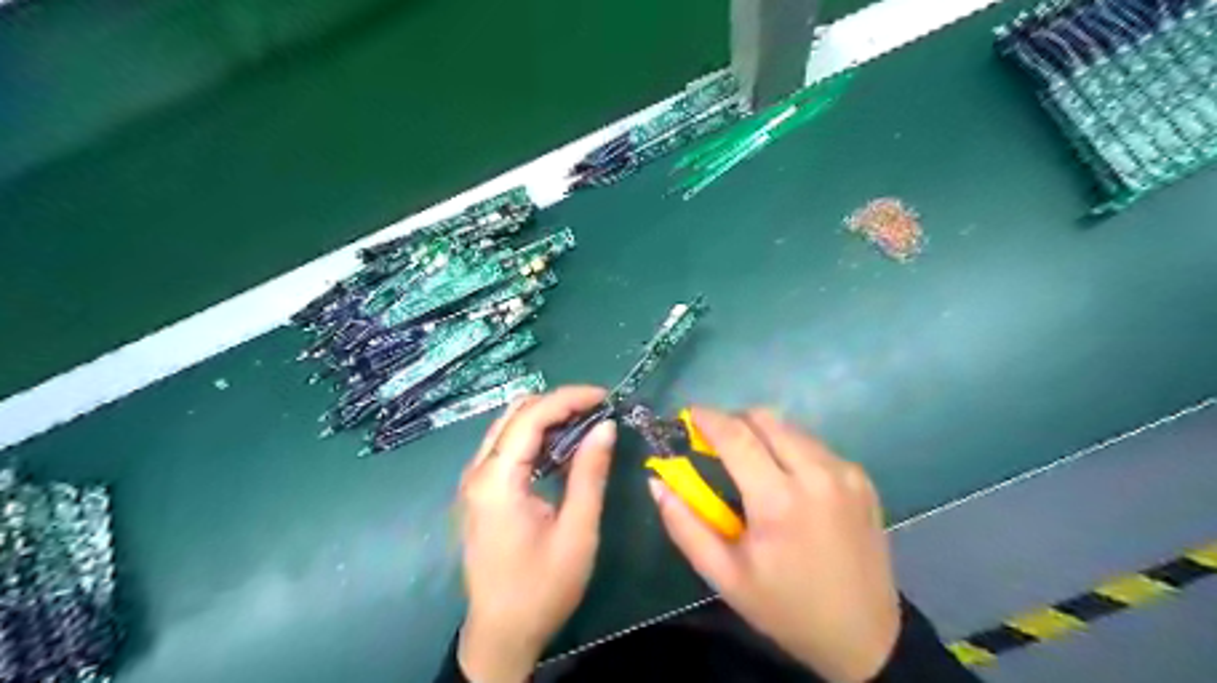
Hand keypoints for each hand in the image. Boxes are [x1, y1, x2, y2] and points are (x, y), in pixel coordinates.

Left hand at [452, 387, 613, 682]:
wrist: (501, 634)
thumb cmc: (542, 588)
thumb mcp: (577, 532)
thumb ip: (589, 473)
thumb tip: (605, 426)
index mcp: (497, 480)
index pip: (531, 416)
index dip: (569, 398)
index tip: (605, 397)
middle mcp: (477, 471)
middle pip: (515, 413)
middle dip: (558, 403)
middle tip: (597, 411)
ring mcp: (474, 480)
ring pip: (508, 426)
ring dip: (546, 417)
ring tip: (586, 424)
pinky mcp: (480, 491)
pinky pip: (506, 446)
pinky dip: (535, 436)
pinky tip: (562, 448)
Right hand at [650, 409, 895, 680]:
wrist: (864, 636)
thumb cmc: (785, 607)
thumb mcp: (724, 576)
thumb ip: (684, 525)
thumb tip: (656, 481)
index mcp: (779, 501)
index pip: (736, 436)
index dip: (708, 418)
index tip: (689, 414)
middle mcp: (817, 474)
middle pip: (765, 419)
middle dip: (735, 421)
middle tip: (717, 443)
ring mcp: (846, 473)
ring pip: (791, 428)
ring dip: (763, 434)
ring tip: (752, 465)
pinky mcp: (862, 478)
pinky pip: (815, 446)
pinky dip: (791, 450)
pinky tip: (788, 482)